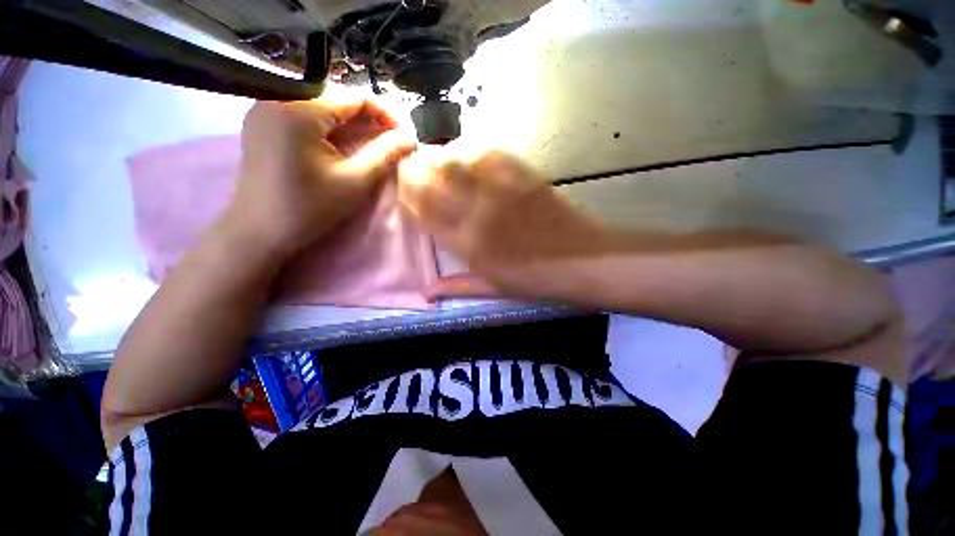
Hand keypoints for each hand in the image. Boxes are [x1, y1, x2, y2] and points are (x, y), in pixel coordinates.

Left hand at [222, 99, 415, 257]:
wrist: (259, 232)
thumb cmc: (309, 209)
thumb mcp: (354, 181)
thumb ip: (385, 154)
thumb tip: (411, 138)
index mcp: (298, 109)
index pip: (355, 97)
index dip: (386, 114)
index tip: (405, 137)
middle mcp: (278, 99)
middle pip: (338, 100)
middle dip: (370, 121)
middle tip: (393, 144)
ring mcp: (266, 111)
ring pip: (323, 108)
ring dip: (353, 125)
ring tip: (374, 146)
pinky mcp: (263, 125)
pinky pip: (306, 117)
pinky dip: (331, 129)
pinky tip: (345, 146)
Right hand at [397, 150, 604, 299]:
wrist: (583, 260)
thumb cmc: (536, 279)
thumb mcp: (494, 288)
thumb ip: (457, 286)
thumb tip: (427, 291)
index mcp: (467, 244)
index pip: (422, 211)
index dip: (406, 196)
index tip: (403, 191)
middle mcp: (476, 212)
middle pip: (432, 178)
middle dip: (414, 170)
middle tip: (412, 168)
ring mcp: (500, 189)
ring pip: (455, 159)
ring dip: (440, 156)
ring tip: (437, 160)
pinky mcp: (522, 174)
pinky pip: (488, 151)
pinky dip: (471, 149)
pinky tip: (468, 153)